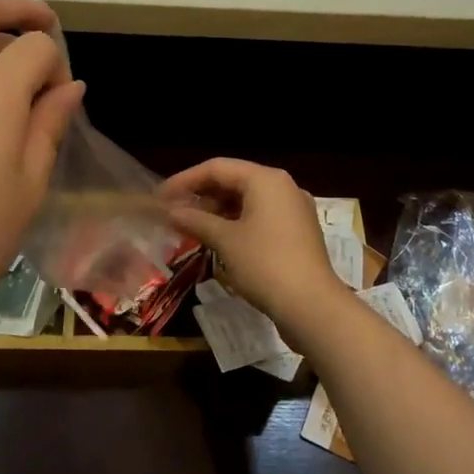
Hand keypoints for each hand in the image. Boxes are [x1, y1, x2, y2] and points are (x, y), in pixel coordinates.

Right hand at [160, 158, 343, 338]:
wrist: (312, 306)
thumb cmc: (265, 264)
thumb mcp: (225, 241)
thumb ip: (196, 221)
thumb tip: (171, 212)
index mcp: (266, 179)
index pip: (217, 168)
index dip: (185, 180)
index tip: (160, 197)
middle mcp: (283, 187)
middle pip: (234, 181)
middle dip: (202, 195)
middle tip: (174, 212)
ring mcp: (294, 210)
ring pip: (248, 200)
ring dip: (218, 211)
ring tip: (191, 227)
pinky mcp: (298, 232)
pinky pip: (261, 217)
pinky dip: (237, 223)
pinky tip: (219, 239)